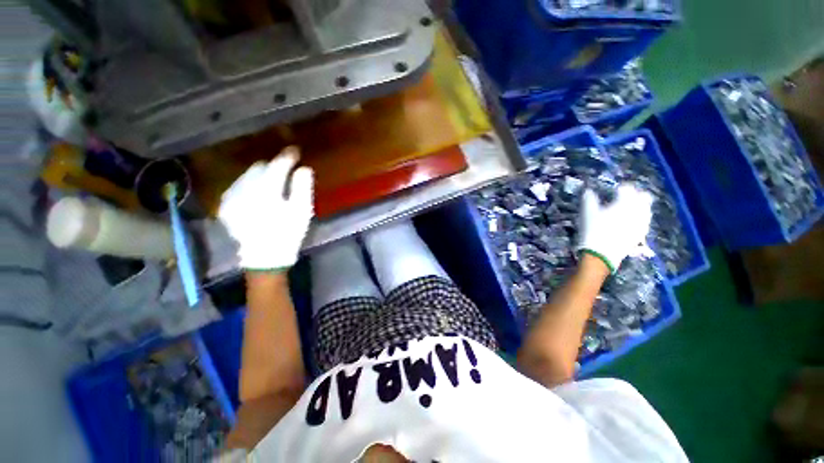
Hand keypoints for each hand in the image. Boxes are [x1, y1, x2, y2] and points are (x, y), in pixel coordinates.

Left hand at [218, 147, 313, 270]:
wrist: (265, 257)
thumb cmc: (288, 233)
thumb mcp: (302, 211)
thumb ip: (302, 187)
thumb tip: (303, 168)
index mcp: (267, 190)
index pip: (277, 166)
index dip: (287, 157)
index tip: (295, 151)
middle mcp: (246, 189)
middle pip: (259, 168)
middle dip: (273, 166)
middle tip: (285, 170)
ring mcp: (233, 198)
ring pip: (247, 176)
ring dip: (260, 175)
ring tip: (272, 180)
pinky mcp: (226, 207)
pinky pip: (237, 187)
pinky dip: (248, 185)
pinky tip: (256, 192)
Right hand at [577, 184, 652, 272]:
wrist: (601, 253)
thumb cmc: (593, 230)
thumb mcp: (587, 213)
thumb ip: (589, 199)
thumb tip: (588, 191)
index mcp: (625, 202)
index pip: (627, 189)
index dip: (620, 189)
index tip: (613, 191)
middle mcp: (638, 210)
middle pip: (644, 197)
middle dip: (635, 195)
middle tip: (623, 198)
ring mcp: (642, 223)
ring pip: (646, 209)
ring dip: (638, 206)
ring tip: (626, 210)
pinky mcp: (641, 234)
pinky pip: (644, 222)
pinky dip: (638, 218)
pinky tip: (628, 222)